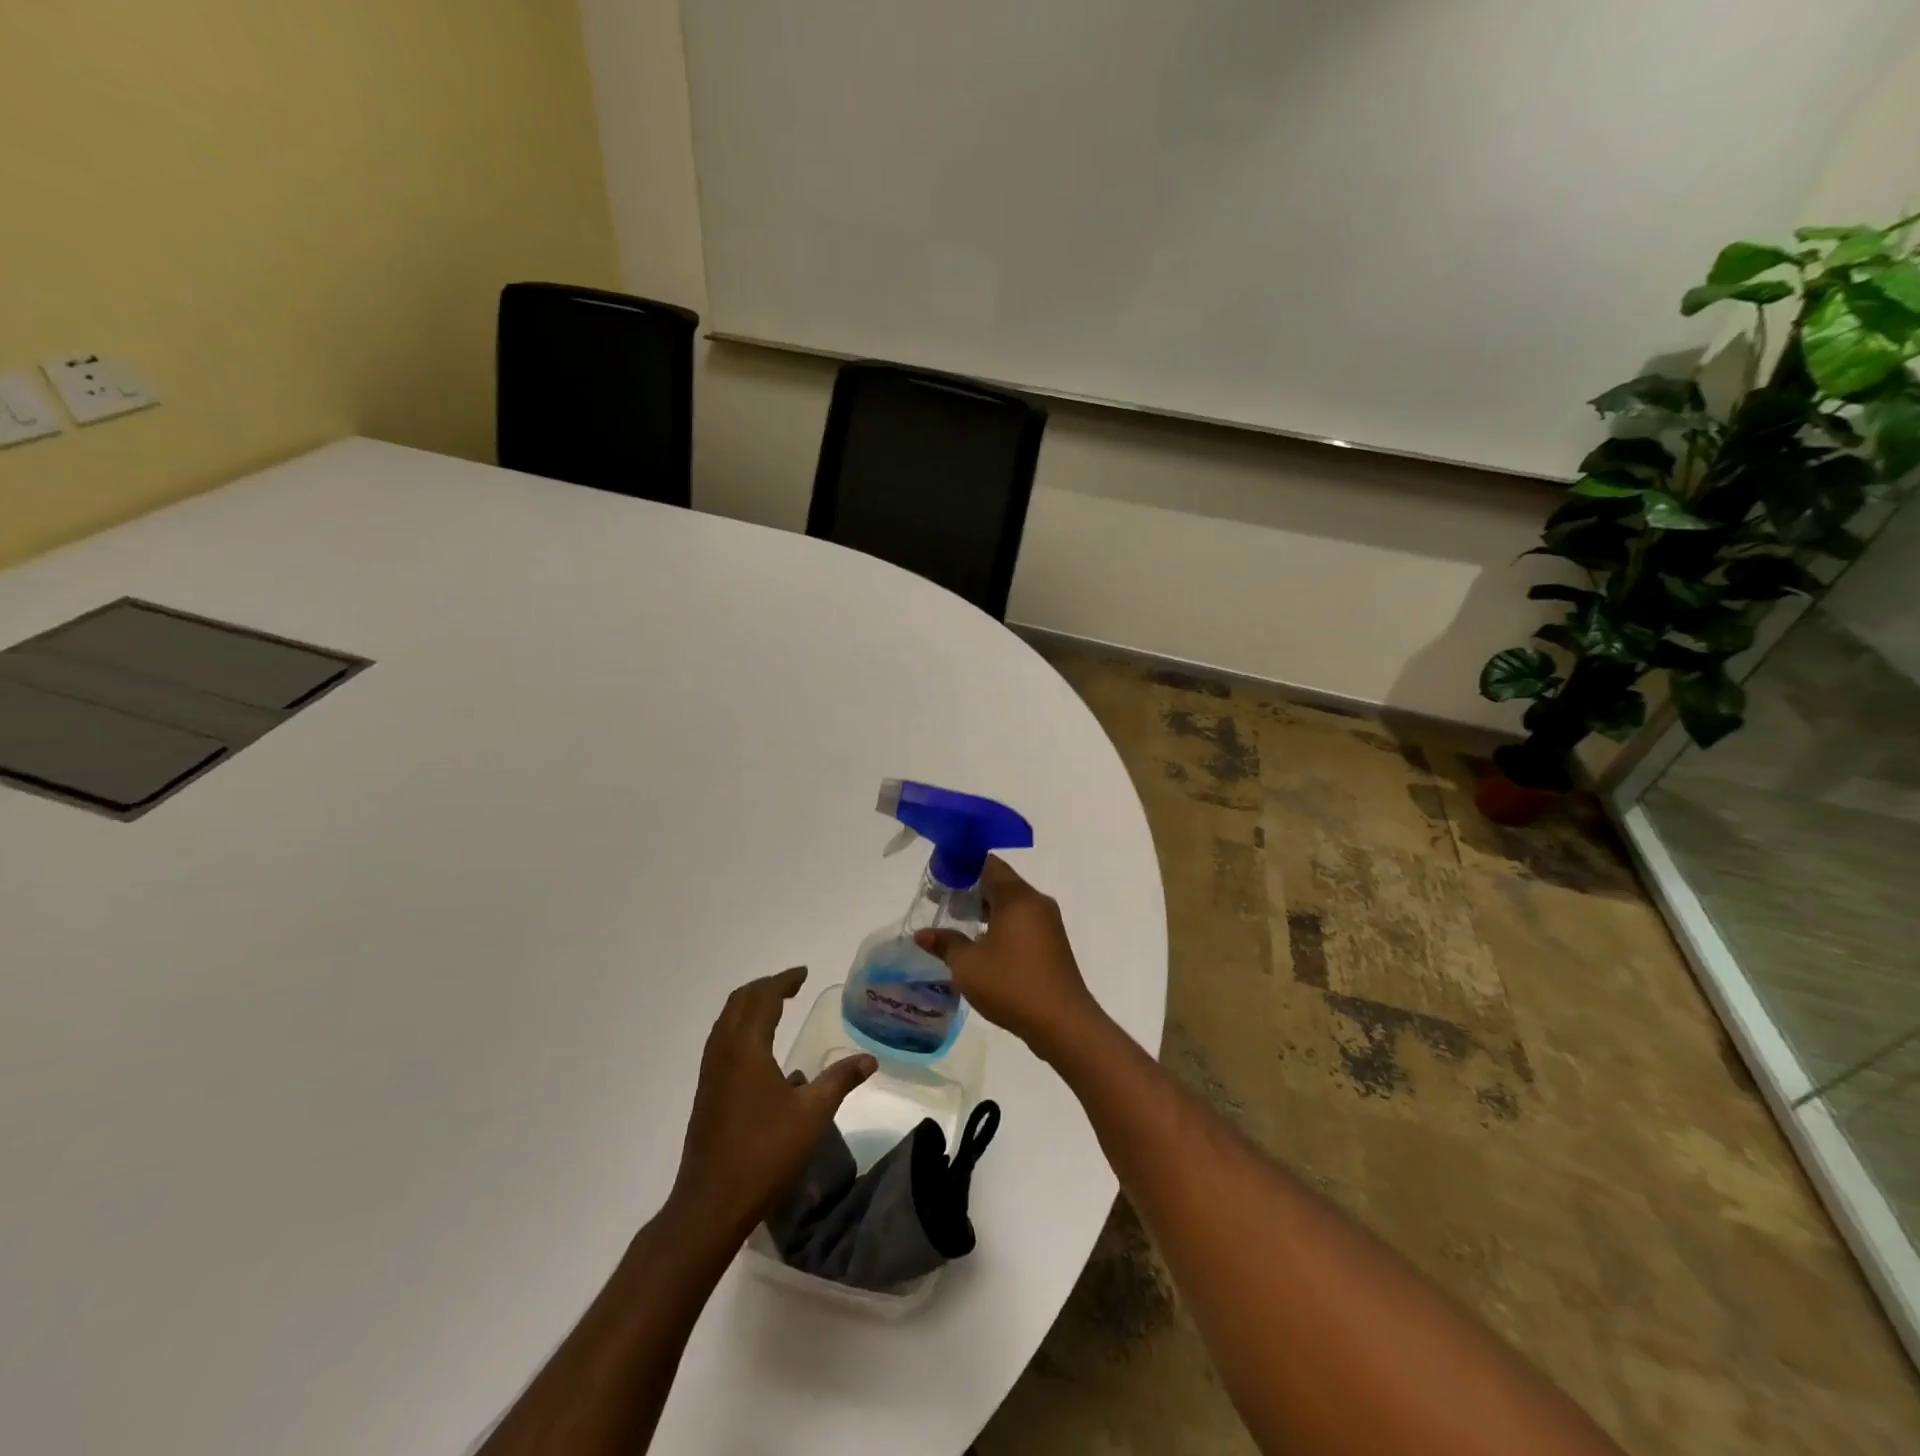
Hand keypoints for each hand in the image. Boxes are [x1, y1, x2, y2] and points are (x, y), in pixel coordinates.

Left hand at [669, 967, 875, 1243]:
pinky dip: (742, 1029)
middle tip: (791, 985)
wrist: (711, 1203)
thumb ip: (840, 1079)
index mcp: (746, 1048)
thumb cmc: (765, 1152)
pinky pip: (723, 1043)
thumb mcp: (812, 1114)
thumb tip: (869, 1059)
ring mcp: (711, 1073)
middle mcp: (723, 1052)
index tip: (803, 973)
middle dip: (764, 988)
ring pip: (727, 1022)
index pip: (763, 998)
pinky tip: (764, 1054)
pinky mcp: (707, 1093)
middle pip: (739, 1002)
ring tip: (777, 1008)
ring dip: (750, 1007)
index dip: (784, 981)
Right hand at [915, 857, 1106, 1062]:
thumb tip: (922, 934)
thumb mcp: (968, 966)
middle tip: (943, 902)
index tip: (940, 877)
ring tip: (959, 925)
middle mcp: (1036, 901)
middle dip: (971, 889)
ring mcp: (1049, 922)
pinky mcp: (1053, 942)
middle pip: (1000, 882)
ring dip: (986, 909)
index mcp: (1017, 897)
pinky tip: (984, 945)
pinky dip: (1002, 924)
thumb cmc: (1012, 985)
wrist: (1063, 1022)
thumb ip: (945, 944)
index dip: (962, 866)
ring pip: (1012, 903)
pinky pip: (1023, 921)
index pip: (988, 864)